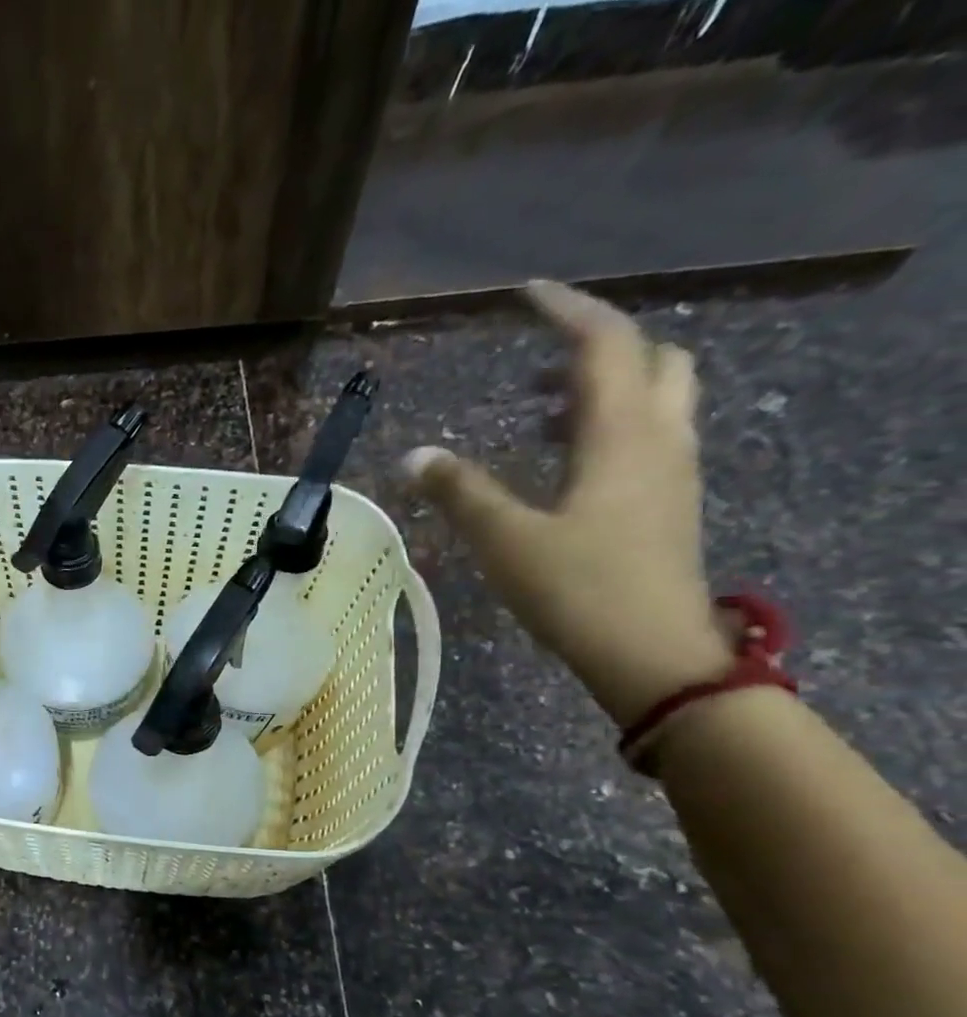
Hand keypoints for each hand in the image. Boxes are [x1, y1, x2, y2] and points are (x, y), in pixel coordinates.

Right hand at [403, 279, 732, 726]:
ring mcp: (672, 472)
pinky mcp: (667, 504)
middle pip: (650, 358)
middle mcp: (659, 439)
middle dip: (596, 345)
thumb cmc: (578, 590)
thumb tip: (412, 456)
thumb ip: (460, 493)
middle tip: (537, 361)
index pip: (604, 344)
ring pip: (655, 397)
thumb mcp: (506, 540)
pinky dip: (608, 425)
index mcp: (621, 435)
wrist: (652, 653)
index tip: (524, 294)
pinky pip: (648, 435)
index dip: (565, 310)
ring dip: (604, 386)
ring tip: (540, 409)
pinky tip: (565, 460)